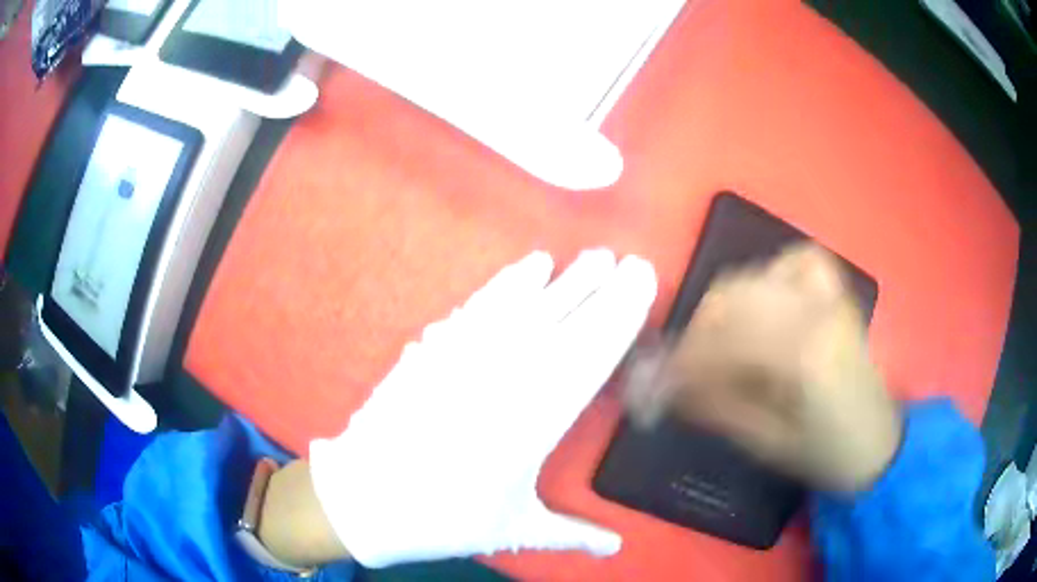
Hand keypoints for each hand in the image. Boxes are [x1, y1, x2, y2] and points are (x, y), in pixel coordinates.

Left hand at [309, 250, 657, 567]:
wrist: (363, 497)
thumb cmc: (442, 518)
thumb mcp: (514, 528)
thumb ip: (571, 533)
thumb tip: (615, 548)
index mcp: (533, 424)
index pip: (590, 359)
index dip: (620, 319)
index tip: (643, 287)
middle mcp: (503, 380)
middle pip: (563, 324)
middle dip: (601, 290)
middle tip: (629, 260)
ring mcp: (465, 357)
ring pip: (525, 307)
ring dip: (563, 280)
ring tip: (590, 257)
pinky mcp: (434, 348)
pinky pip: (480, 306)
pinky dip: (508, 283)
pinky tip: (529, 266)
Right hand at [664, 244, 901, 491]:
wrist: (875, 441)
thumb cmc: (823, 453)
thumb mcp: (765, 444)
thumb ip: (715, 407)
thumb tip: (664, 386)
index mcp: (804, 356)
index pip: (723, 341)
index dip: (681, 361)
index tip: (655, 384)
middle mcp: (816, 310)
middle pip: (732, 297)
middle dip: (696, 333)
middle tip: (681, 369)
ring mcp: (828, 293)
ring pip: (753, 275)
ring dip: (723, 308)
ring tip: (716, 344)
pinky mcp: (835, 290)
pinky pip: (792, 261)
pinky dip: (766, 277)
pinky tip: (762, 306)